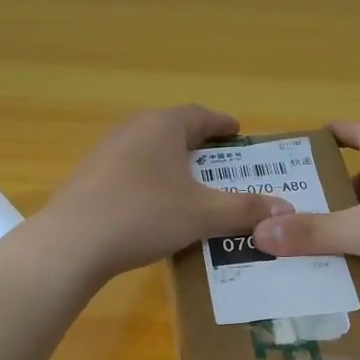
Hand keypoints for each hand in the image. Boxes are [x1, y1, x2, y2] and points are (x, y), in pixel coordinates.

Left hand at [29, 105, 292, 286]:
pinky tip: (156, 206)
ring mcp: (106, 151)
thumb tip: (287, 210)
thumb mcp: (203, 214)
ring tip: (192, 186)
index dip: (223, 125)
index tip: (238, 134)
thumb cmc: (143, 216)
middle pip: (174, 130)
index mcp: (162, 125)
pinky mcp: (89, 176)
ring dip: (173, 163)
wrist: (72, 243)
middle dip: (199, 145)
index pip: (201, 115)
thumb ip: (245, 210)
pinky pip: (131, 170)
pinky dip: (151, 180)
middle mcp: (132, 128)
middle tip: (221, 164)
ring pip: (150, 150)